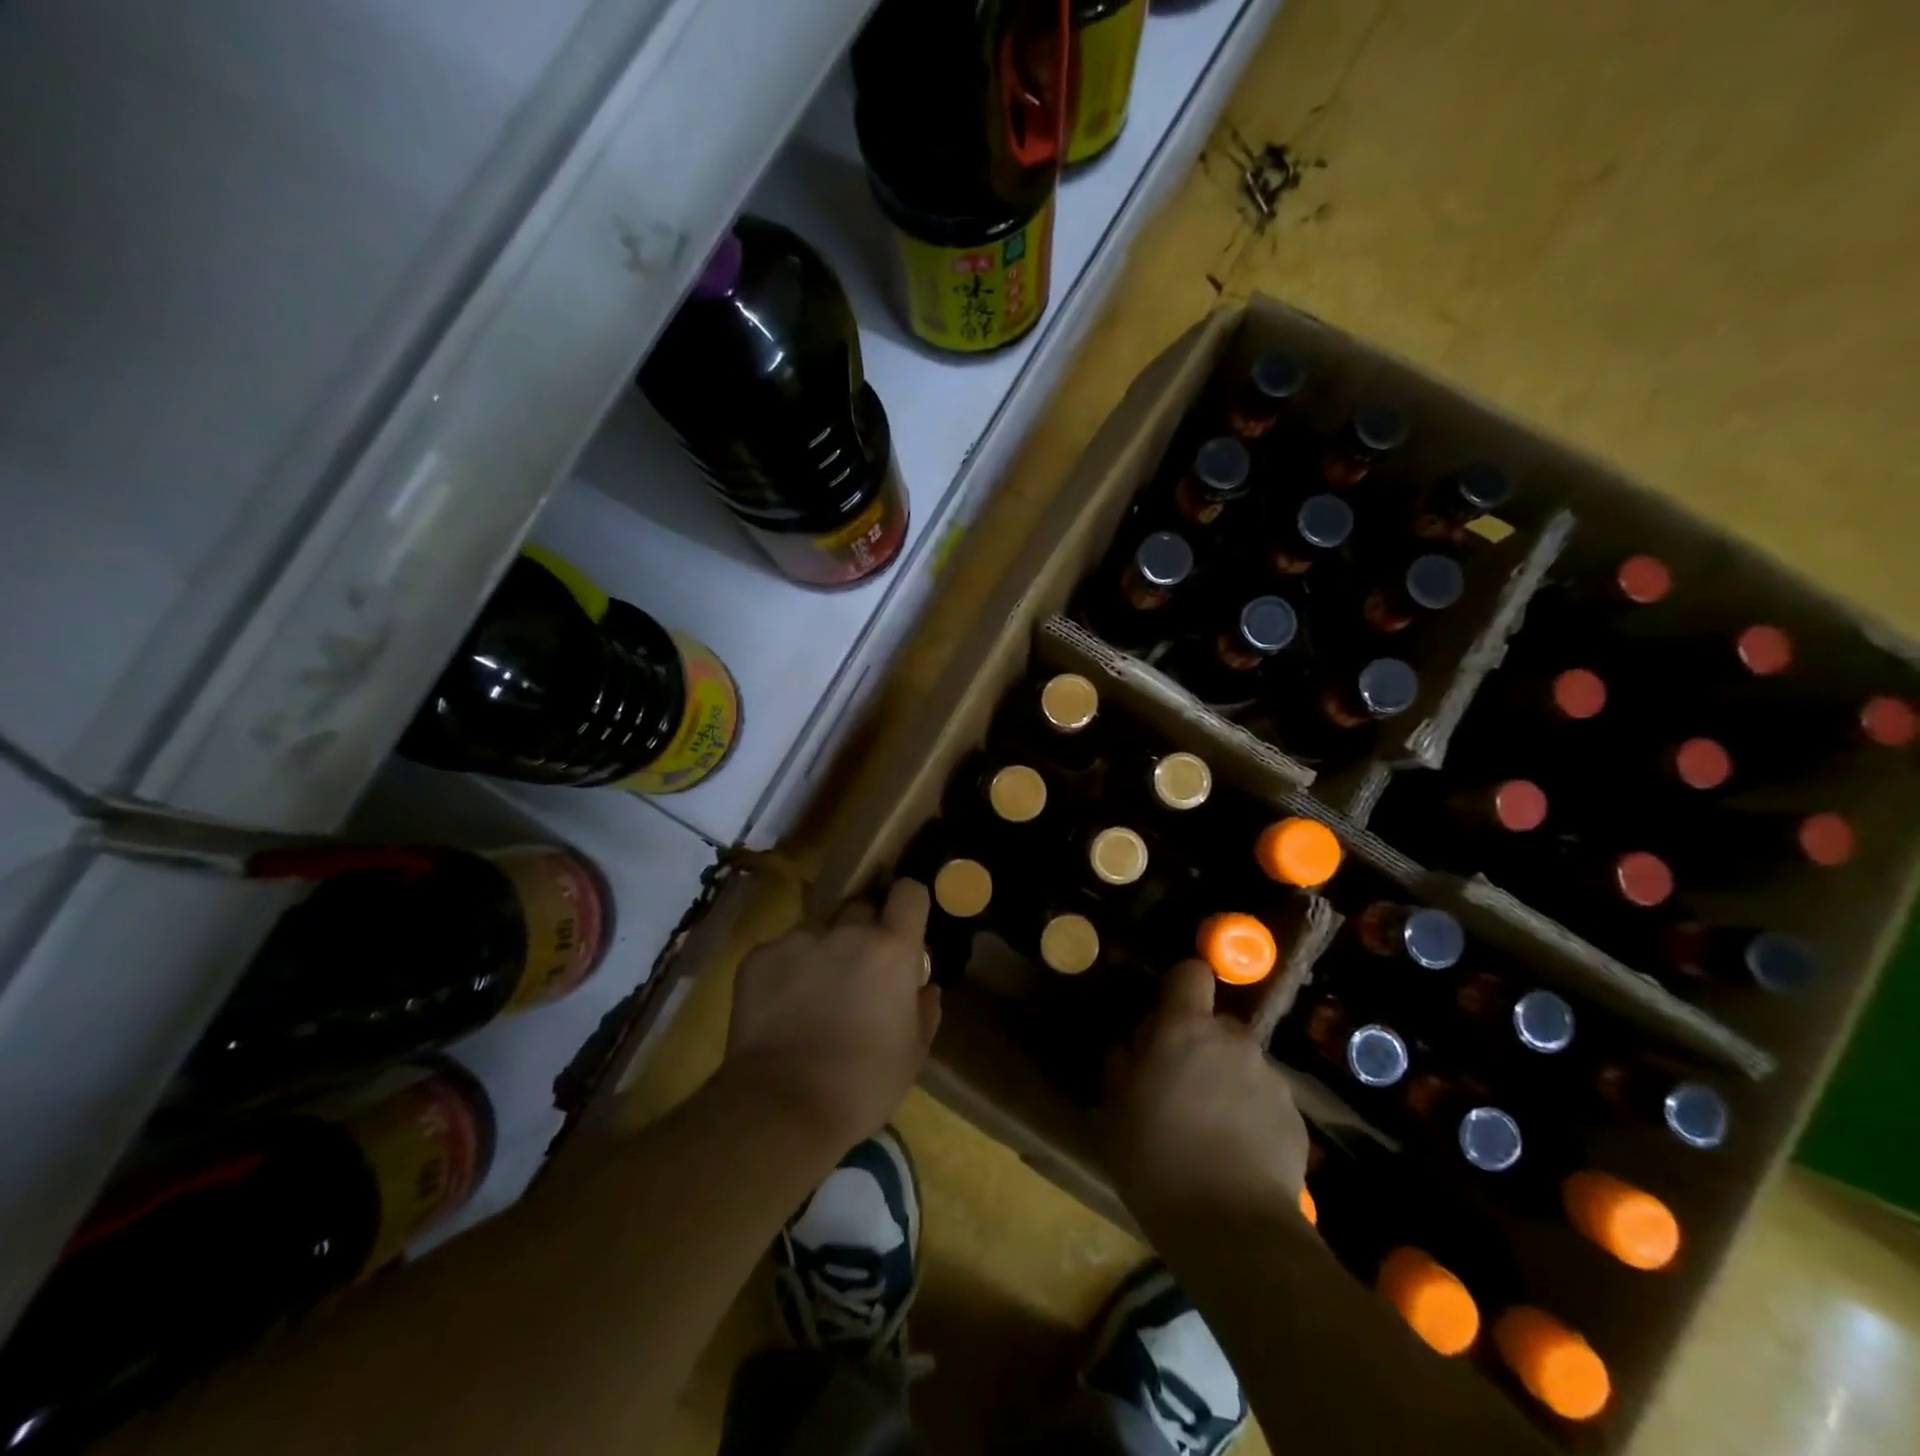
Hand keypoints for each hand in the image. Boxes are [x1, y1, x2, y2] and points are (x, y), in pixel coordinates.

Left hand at [723, 879, 940, 1152]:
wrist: (782, 1108)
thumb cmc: (863, 1084)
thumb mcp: (913, 1053)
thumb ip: (925, 1009)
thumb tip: (924, 986)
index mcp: (891, 948)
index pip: (909, 892)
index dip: (909, 903)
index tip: (905, 924)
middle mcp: (847, 930)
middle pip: (861, 908)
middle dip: (864, 930)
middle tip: (860, 968)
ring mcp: (798, 939)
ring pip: (819, 929)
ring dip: (824, 949)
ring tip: (815, 993)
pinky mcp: (759, 956)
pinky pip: (782, 951)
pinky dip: (787, 970)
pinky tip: (782, 1007)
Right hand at [1106, 960, 1308, 1234]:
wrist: (1232, 1229)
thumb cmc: (1157, 1159)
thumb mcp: (1116, 1111)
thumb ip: (1122, 1065)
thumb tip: (1131, 1048)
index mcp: (1185, 1029)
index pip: (1191, 973)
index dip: (1179, 987)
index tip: (1166, 1016)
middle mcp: (1232, 1040)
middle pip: (1215, 1025)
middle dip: (1198, 1046)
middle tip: (1178, 1089)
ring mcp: (1269, 1077)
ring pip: (1240, 1063)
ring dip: (1225, 1082)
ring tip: (1209, 1131)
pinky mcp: (1295, 1116)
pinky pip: (1264, 1099)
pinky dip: (1250, 1115)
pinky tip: (1236, 1156)